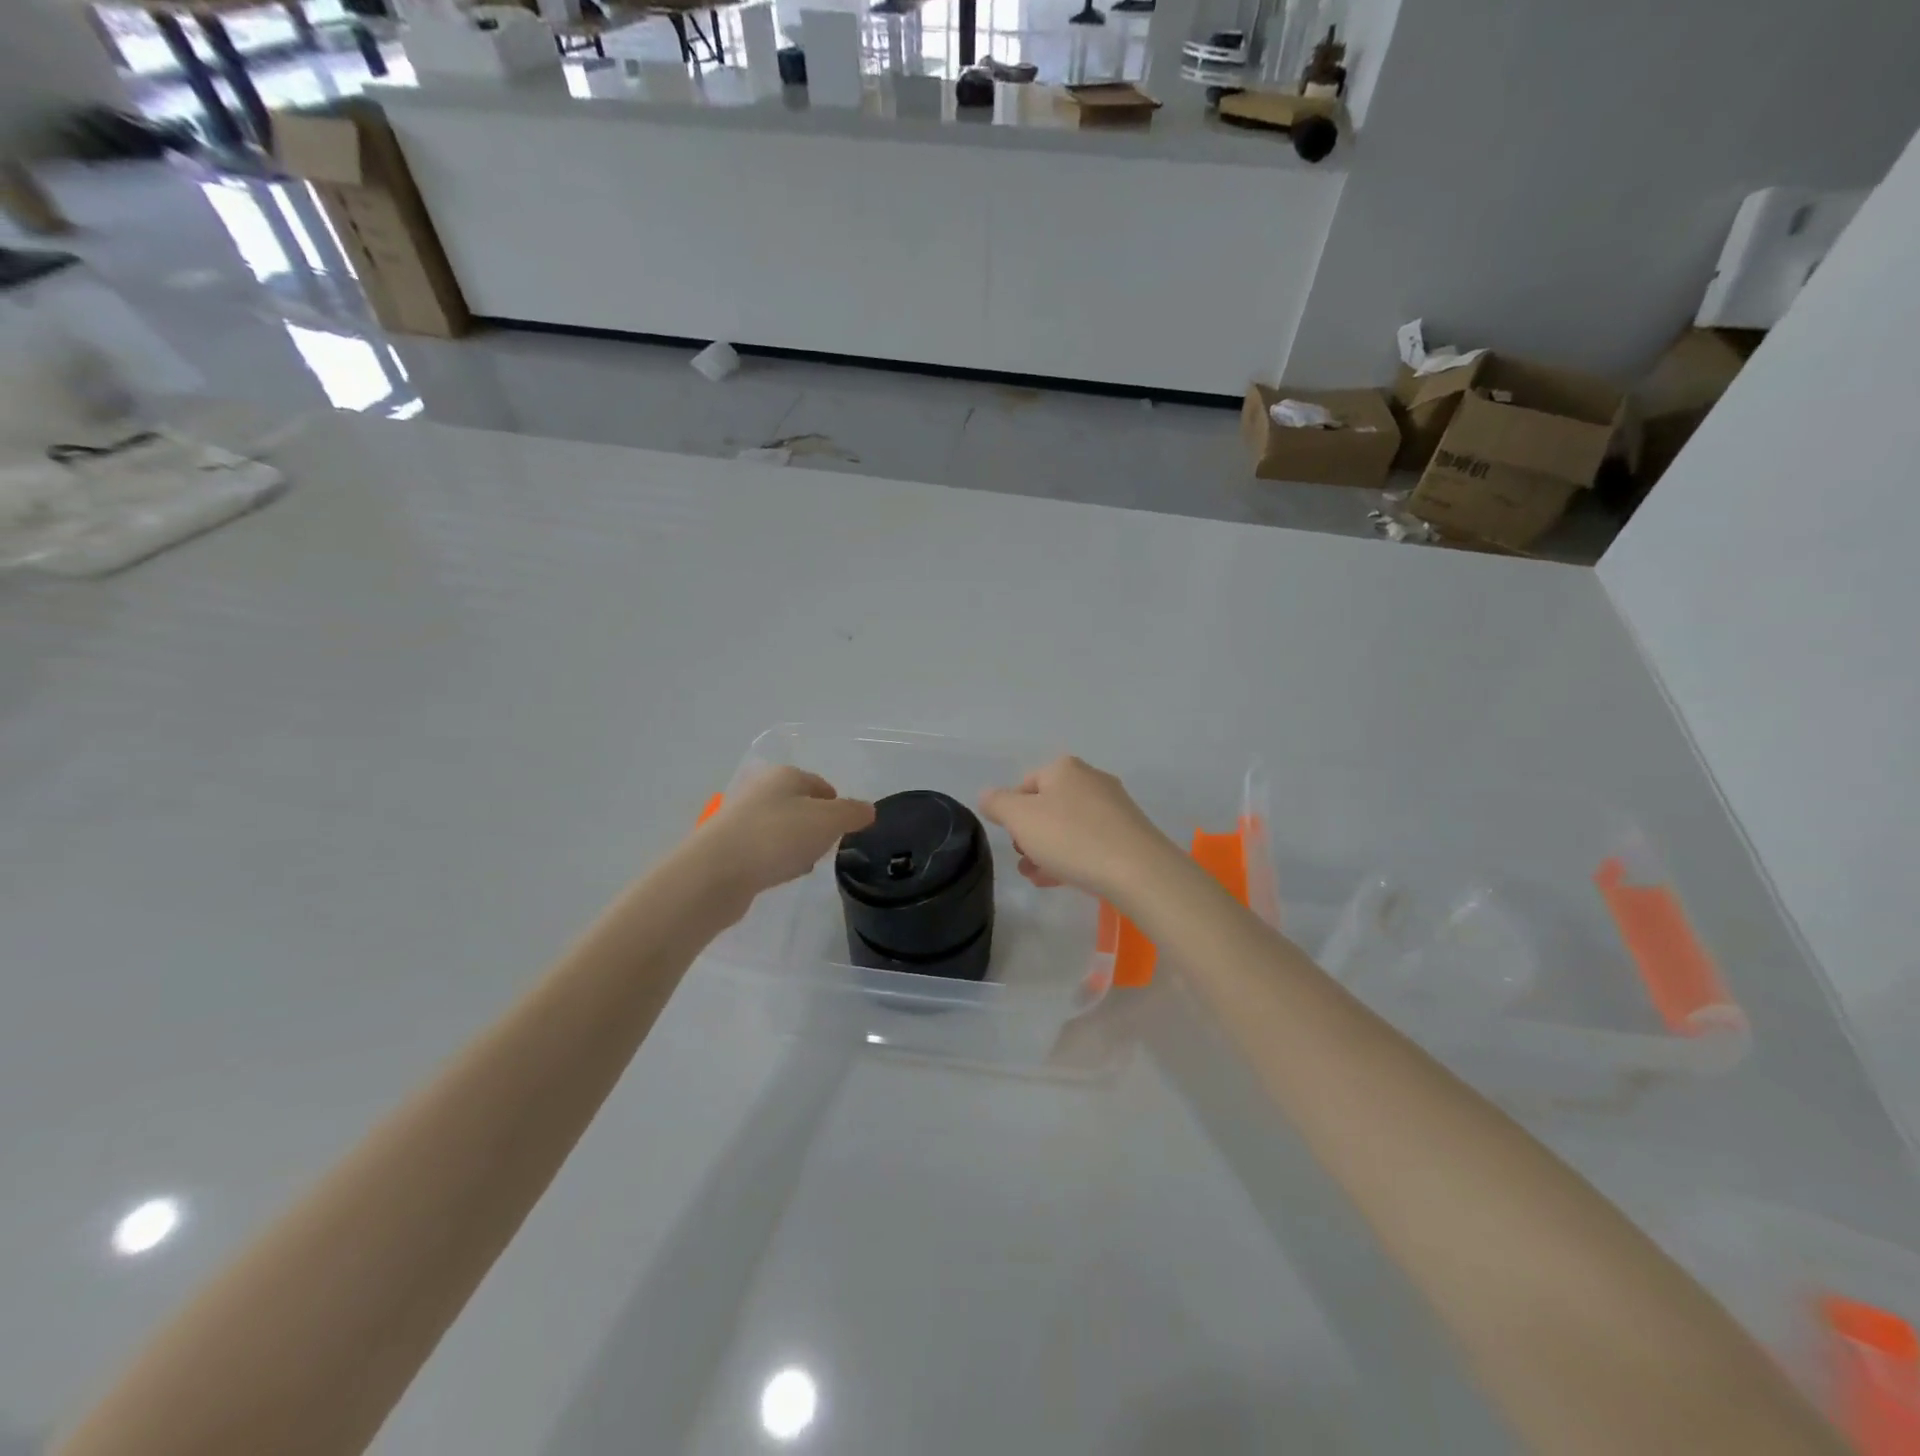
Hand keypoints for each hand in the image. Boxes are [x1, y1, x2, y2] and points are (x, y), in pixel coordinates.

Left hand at [685, 766, 874, 906]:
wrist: (717, 872)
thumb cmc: (778, 837)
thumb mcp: (829, 821)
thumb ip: (852, 813)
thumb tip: (868, 810)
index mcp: (785, 775)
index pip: (820, 785)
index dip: (837, 805)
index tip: (844, 829)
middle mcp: (759, 790)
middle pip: (798, 805)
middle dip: (815, 827)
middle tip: (826, 848)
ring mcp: (739, 818)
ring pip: (779, 828)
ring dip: (794, 845)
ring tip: (802, 866)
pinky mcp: (726, 846)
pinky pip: (761, 849)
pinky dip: (773, 860)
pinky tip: (778, 876)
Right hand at [979, 756, 1181, 905]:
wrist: (1137, 870)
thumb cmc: (1071, 837)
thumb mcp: (1020, 819)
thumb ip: (997, 803)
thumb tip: (987, 795)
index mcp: (1064, 768)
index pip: (1025, 784)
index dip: (1011, 813)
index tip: (1011, 839)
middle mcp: (1091, 779)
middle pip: (1047, 806)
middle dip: (1030, 834)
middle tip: (1024, 860)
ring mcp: (1114, 806)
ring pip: (1068, 826)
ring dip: (1048, 850)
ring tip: (1039, 876)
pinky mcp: (1129, 833)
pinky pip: (1090, 841)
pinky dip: (1073, 856)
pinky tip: (1063, 880)